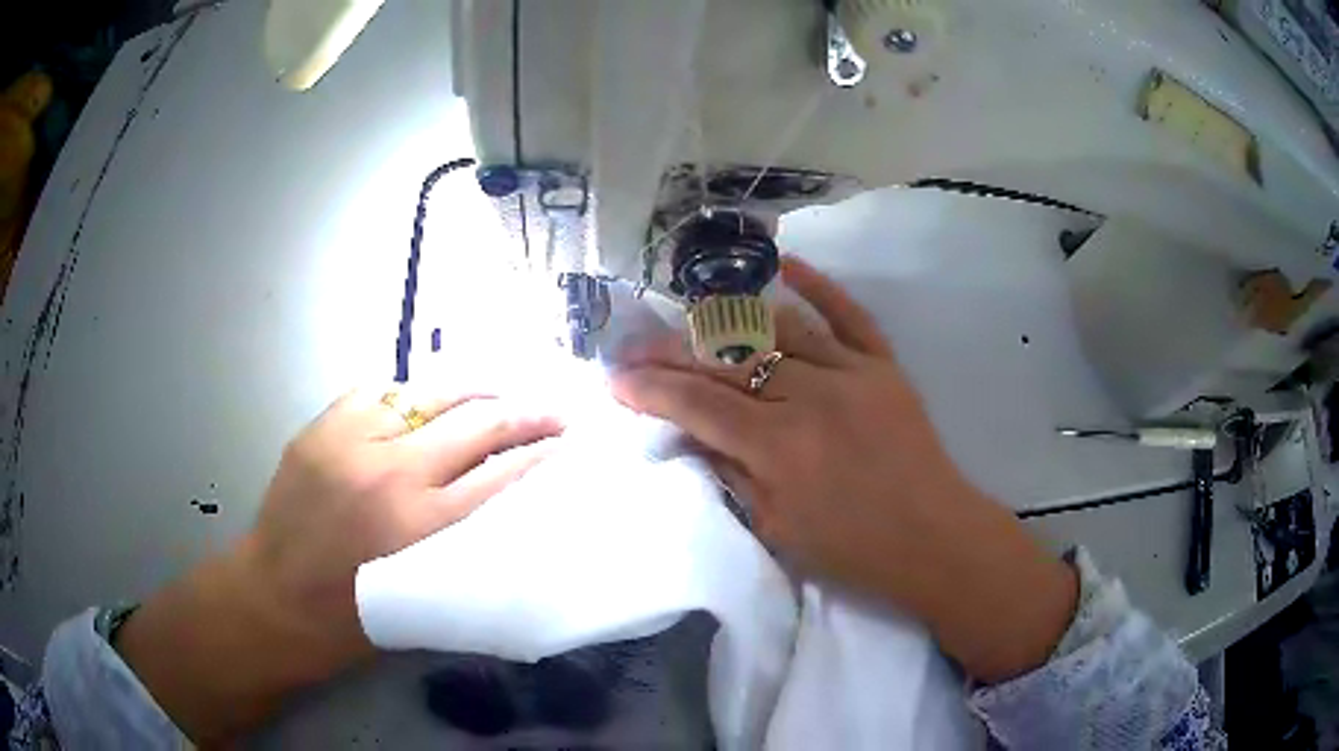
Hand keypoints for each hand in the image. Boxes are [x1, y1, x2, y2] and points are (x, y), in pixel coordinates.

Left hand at [116, 385, 563, 741]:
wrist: (273, 600)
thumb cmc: (353, 619)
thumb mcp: (423, 594)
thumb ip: (462, 545)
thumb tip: (501, 506)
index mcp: (423, 526)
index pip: (501, 473)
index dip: (540, 453)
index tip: (567, 442)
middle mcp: (393, 472)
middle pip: (476, 424)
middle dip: (525, 411)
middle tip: (554, 407)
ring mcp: (352, 440)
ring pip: (428, 394)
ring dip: (472, 390)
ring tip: (499, 388)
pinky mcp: (322, 427)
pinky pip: (377, 391)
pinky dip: (408, 393)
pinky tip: (425, 398)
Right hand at [613, 257, 1076, 682]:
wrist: (933, 538)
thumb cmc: (852, 549)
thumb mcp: (776, 528)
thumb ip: (730, 472)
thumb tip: (689, 432)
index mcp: (779, 447)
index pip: (697, 404)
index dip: (650, 388)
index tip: (616, 378)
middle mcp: (811, 396)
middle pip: (728, 360)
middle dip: (672, 352)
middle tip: (638, 348)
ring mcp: (852, 371)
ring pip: (777, 328)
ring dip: (727, 322)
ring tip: (690, 322)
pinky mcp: (883, 364)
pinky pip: (847, 313)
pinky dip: (816, 284)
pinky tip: (783, 263)